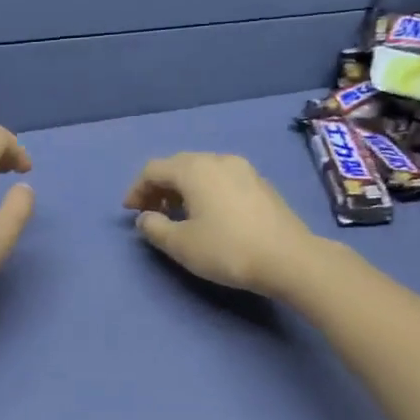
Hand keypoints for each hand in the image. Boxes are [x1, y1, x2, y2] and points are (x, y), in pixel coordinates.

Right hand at [123, 153, 321, 296]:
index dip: (136, 189)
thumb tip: (146, 218)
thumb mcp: (181, 245)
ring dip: (183, 189)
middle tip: (151, 213)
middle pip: (178, 166)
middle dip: (159, 187)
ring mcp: (243, 169)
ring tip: (178, 215)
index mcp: (194, 169)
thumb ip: (155, 228)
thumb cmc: (227, 249)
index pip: (153, 169)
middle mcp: (218, 160)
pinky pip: (222, 179)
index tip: (130, 212)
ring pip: (202, 171)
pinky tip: (209, 215)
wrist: (289, 259)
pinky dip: (206, 191)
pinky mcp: (261, 184)